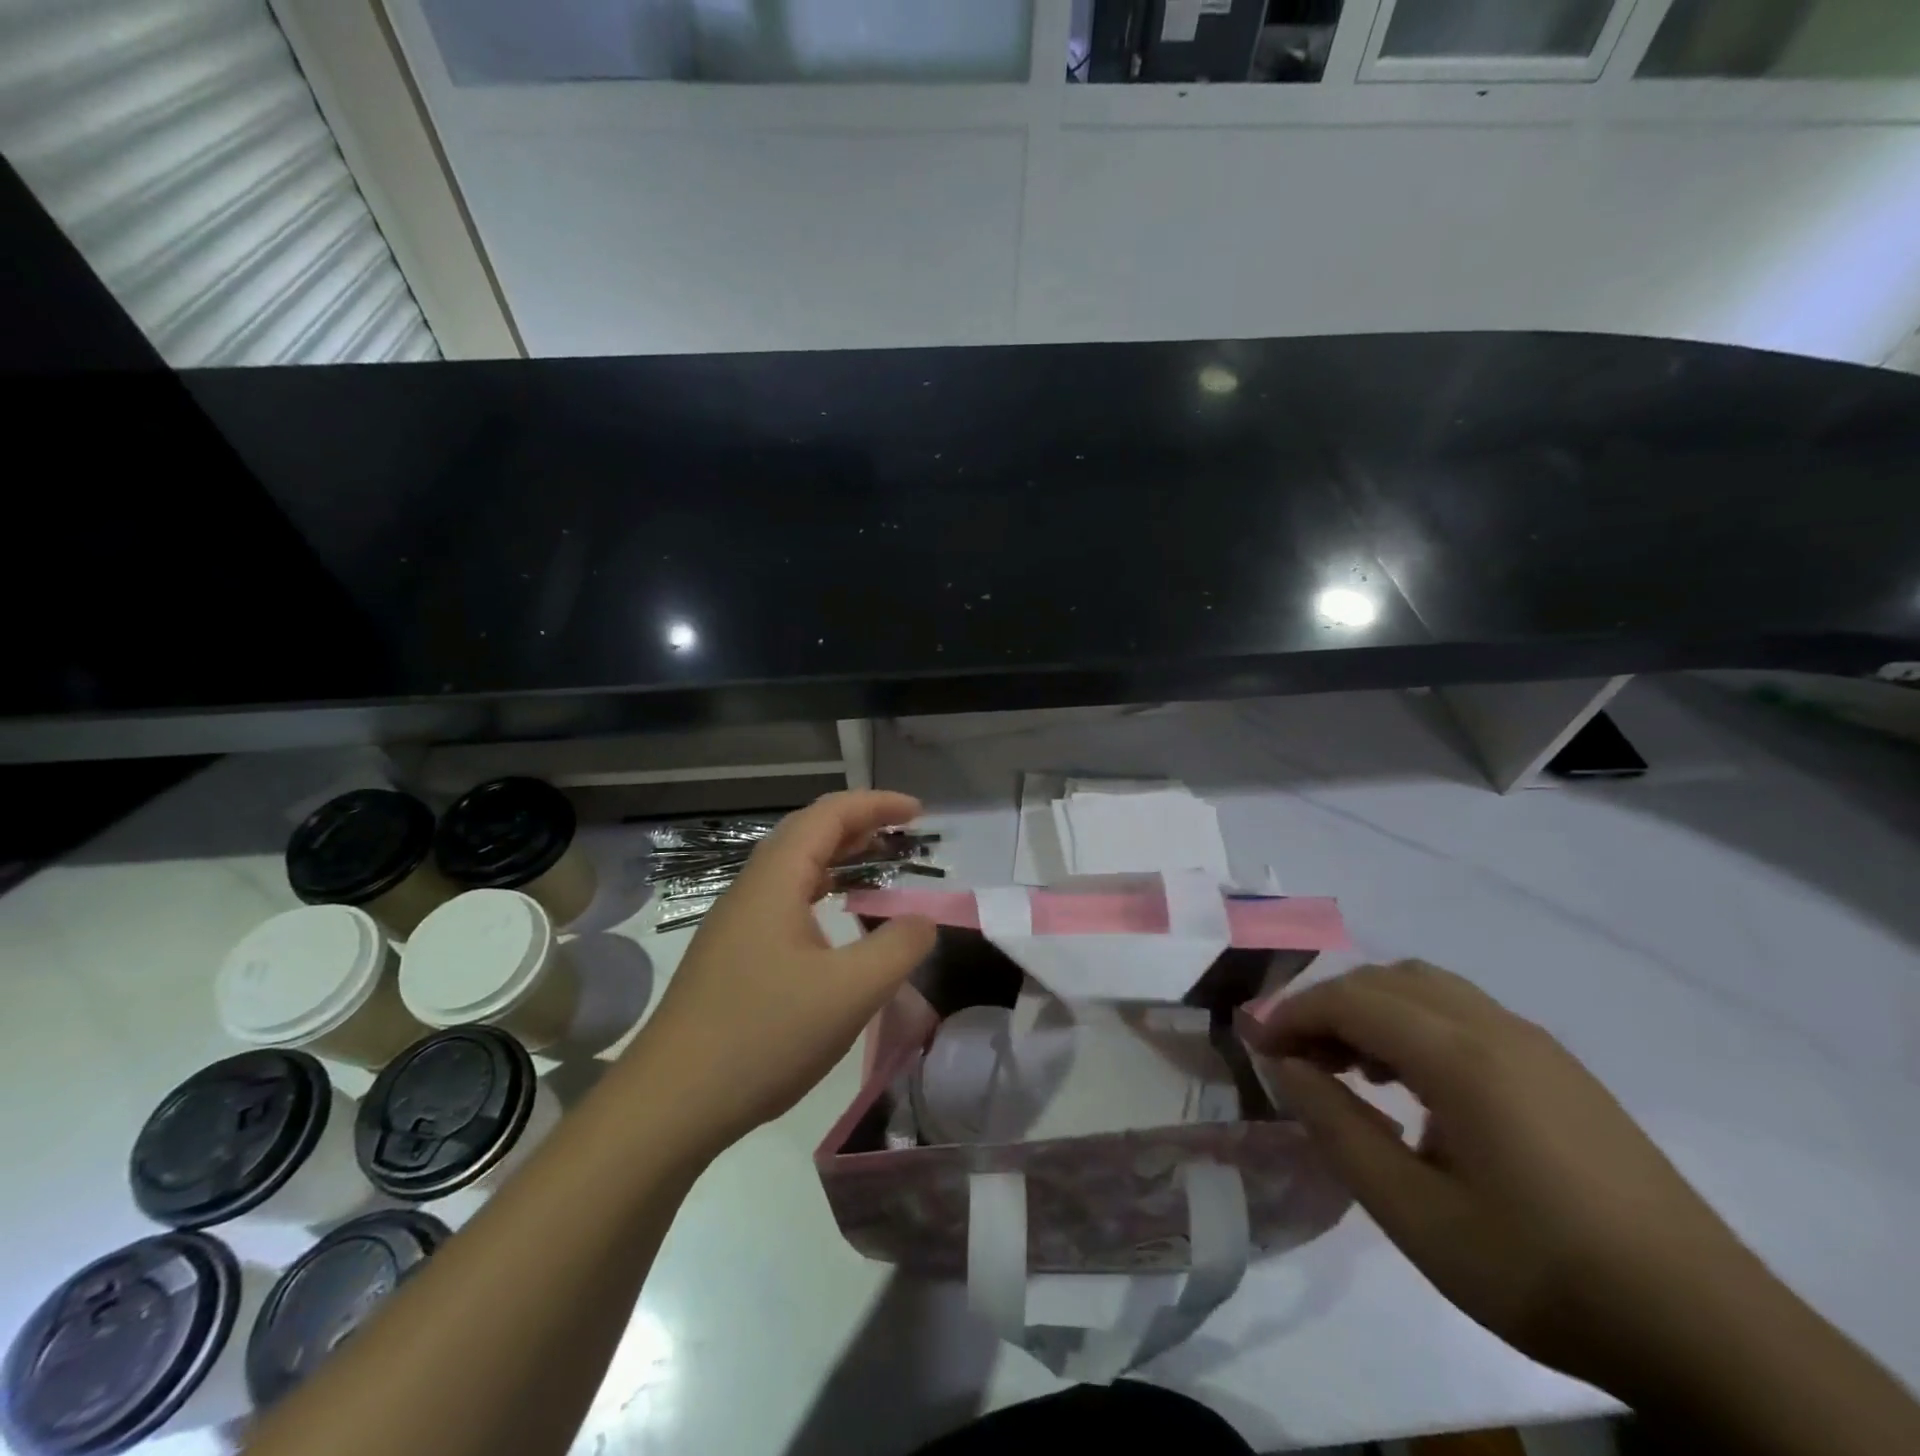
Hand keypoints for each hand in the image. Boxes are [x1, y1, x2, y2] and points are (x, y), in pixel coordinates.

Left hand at [630, 791, 937, 1160]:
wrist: (669, 1104)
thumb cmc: (763, 1037)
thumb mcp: (849, 993)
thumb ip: (898, 948)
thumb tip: (923, 920)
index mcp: (775, 881)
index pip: (829, 815)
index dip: (876, 804)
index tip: (919, 814)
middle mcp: (751, 889)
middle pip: (808, 833)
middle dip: (859, 824)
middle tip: (904, 837)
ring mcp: (735, 923)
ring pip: (793, 868)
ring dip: (838, 858)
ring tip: (878, 869)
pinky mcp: (731, 955)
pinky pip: (783, 900)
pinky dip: (821, 892)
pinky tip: (836, 923)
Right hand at [1253, 961, 1758, 1401]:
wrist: (1706, 1328)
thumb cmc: (1540, 1271)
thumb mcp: (1416, 1216)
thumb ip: (1338, 1130)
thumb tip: (1287, 1067)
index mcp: (1460, 1057)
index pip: (1350, 999)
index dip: (1292, 1013)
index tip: (1254, 1042)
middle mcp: (1495, 1027)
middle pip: (1385, 979)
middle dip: (1328, 1006)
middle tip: (1297, 1059)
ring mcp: (1534, 1042)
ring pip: (1426, 987)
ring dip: (1372, 1010)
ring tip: (1350, 1069)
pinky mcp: (1558, 1067)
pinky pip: (1462, 1012)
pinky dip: (1414, 1023)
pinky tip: (1415, 1086)